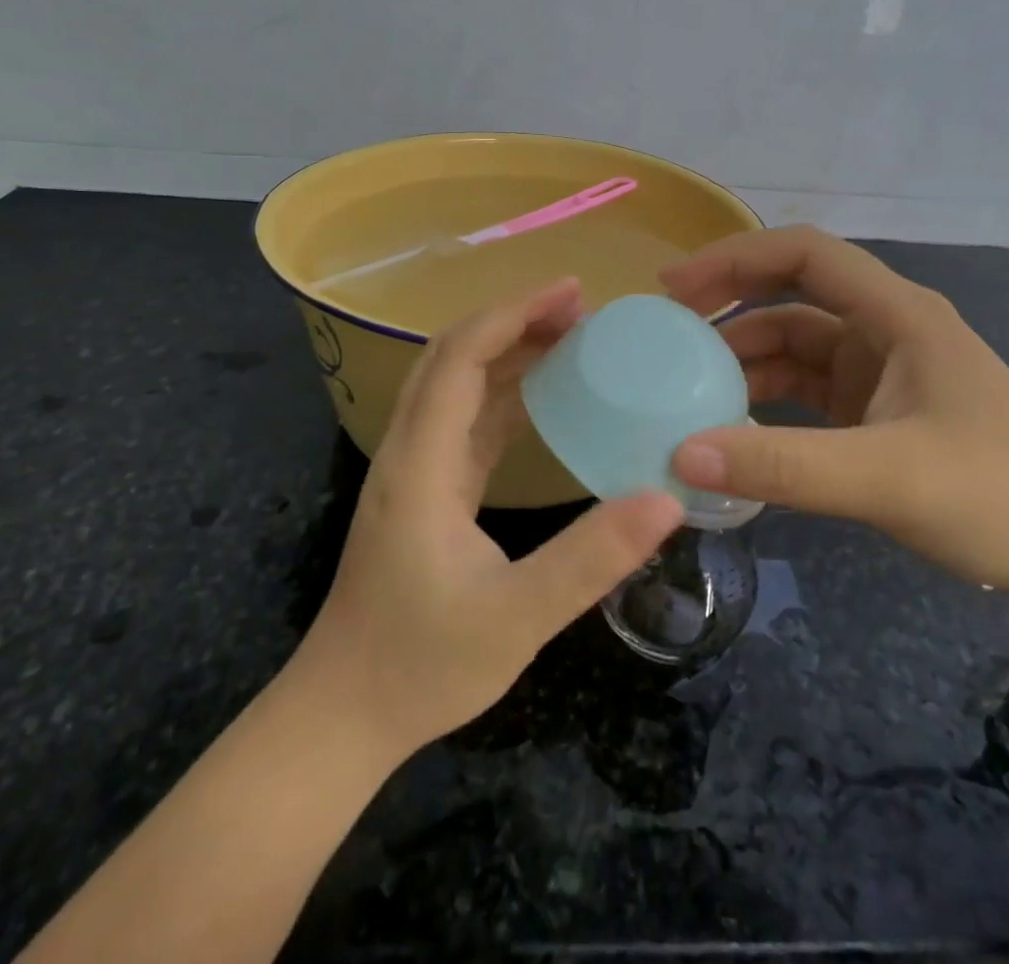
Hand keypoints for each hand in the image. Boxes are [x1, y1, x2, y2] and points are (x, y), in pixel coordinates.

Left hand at [294, 279, 682, 760]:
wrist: (342, 715)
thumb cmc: (422, 666)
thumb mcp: (517, 618)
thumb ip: (591, 558)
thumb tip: (666, 498)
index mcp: (422, 463)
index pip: (460, 357)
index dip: (513, 313)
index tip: (571, 292)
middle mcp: (409, 450)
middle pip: (451, 355)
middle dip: (512, 319)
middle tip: (578, 309)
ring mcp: (412, 470)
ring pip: (454, 383)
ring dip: (506, 350)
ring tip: (568, 338)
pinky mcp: (423, 491)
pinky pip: (462, 420)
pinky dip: (501, 392)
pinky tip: (540, 398)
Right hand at [662, 226, 1008, 600]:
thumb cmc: (1003, 498)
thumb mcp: (888, 478)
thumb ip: (784, 466)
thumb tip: (681, 453)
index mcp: (897, 314)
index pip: (804, 254)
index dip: (734, 258)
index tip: (674, 287)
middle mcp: (886, 330)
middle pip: (792, 295)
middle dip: (729, 304)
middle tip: (665, 332)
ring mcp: (883, 373)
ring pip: (796, 346)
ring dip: (744, 360)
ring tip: (687, 386)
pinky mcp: (879, 414)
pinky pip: (808, 392)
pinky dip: (767, 401)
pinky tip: (734, 427)